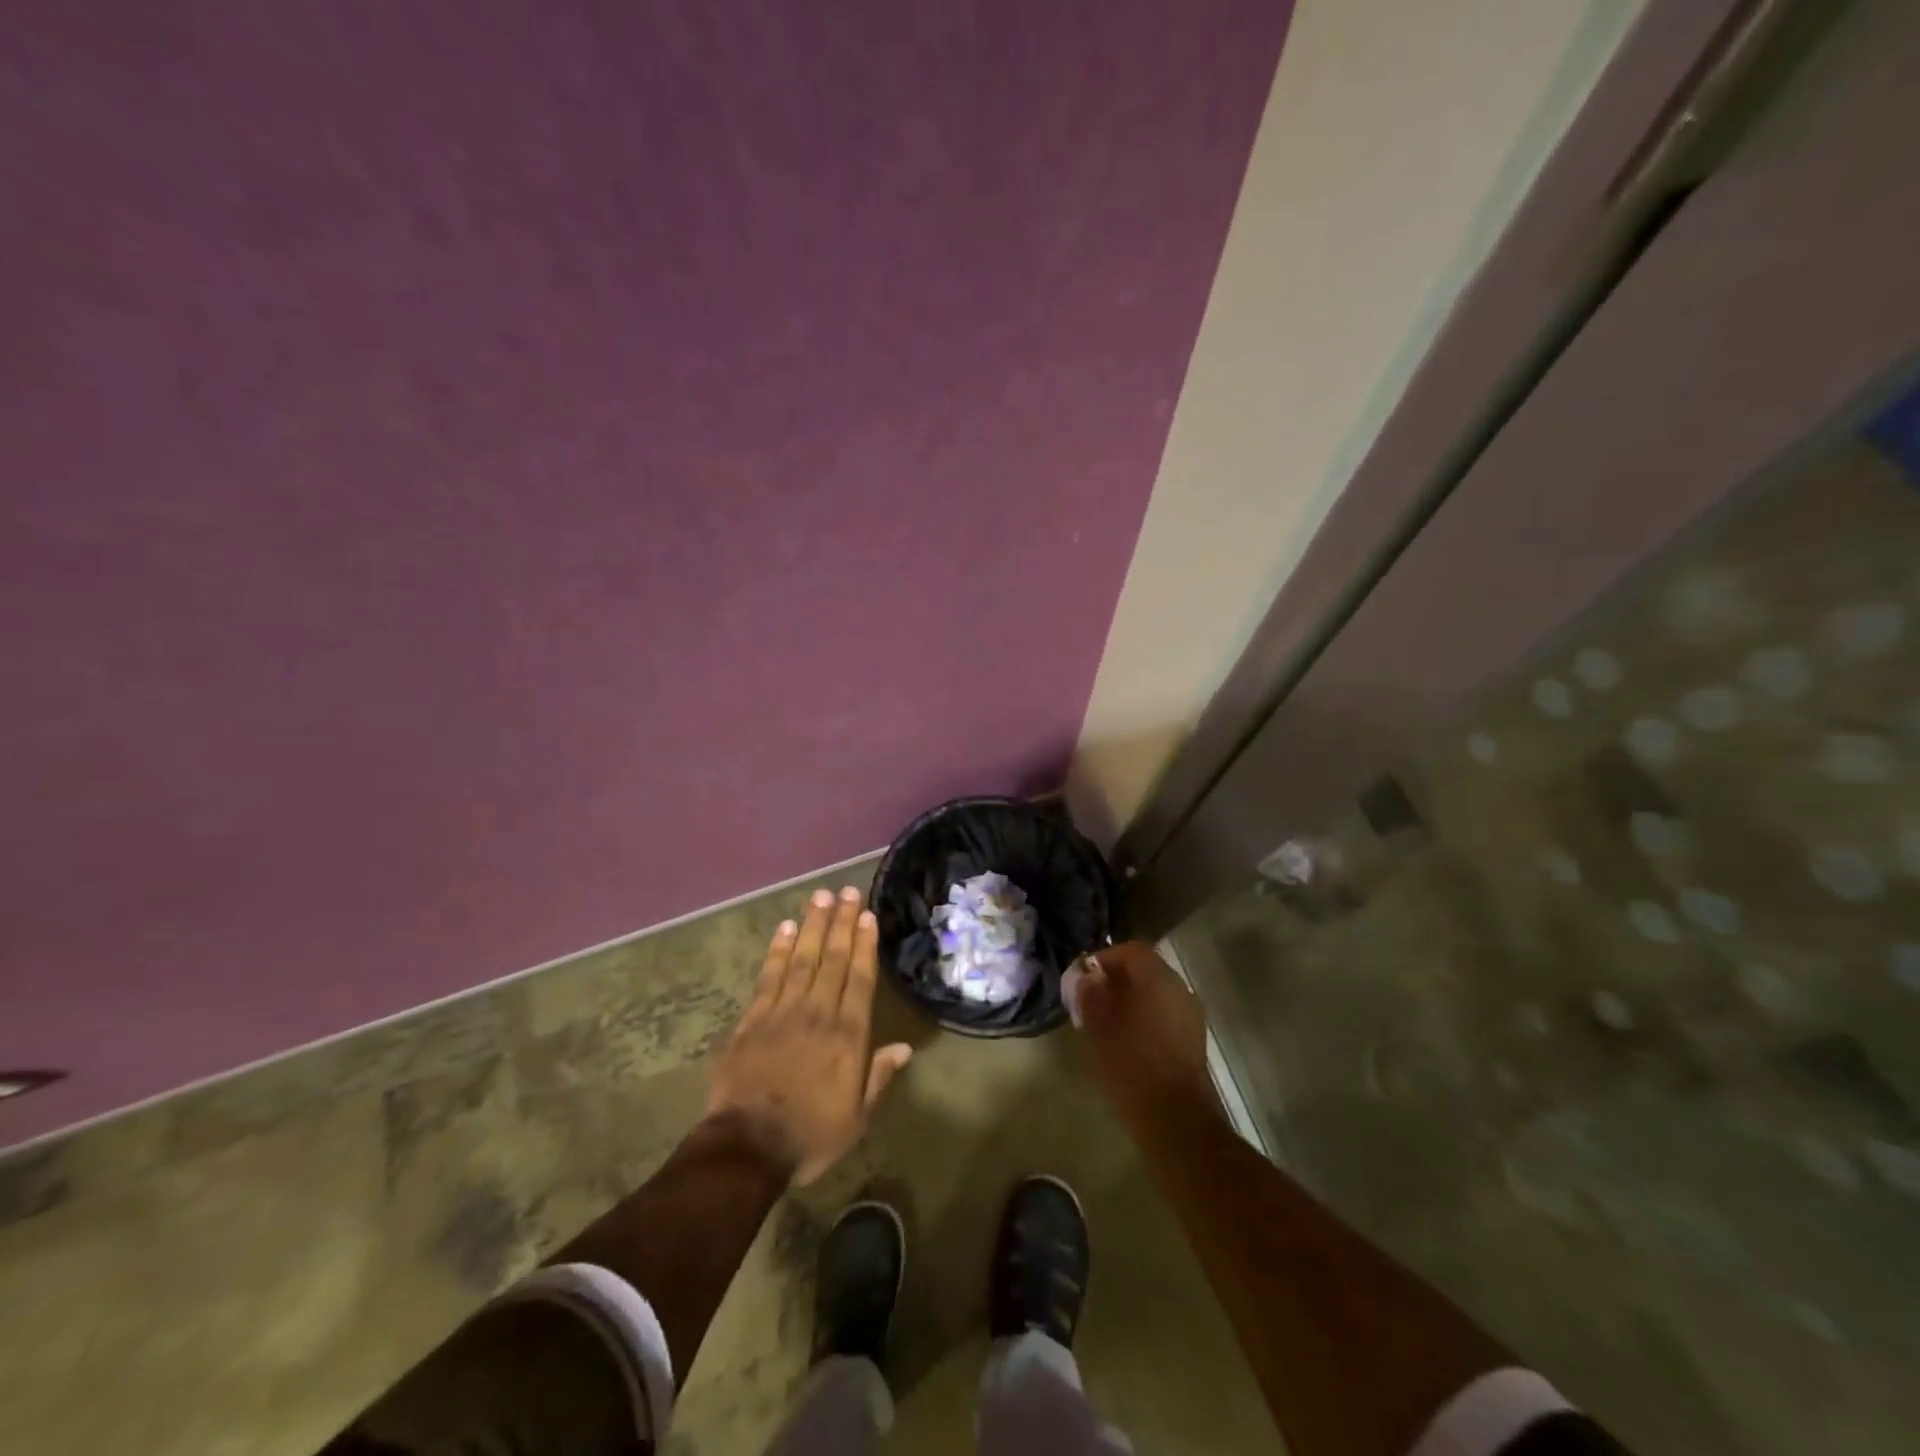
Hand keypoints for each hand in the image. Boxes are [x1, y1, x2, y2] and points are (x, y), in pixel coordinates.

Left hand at [707, 885, 913, 1185]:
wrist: (747, 1148)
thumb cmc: (810, 1136)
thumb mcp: (857, 1117)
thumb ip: (879, 1077)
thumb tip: (904, 1047)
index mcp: (847, 1036)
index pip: (859, 979)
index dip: (864, 945)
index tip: (867, 915)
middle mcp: (818, 1014)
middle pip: (832, 959)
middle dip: (841, 923)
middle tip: (847, 892)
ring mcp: (782, 1013)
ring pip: (802, 959)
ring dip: (812, 926)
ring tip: (820, 897)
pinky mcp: (752, 1020)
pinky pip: (768, 977)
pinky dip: (778, 951)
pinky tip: (785, 929)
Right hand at [1063, 942, 1217, 1128]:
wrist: (1174, 1117)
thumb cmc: (1130, 1063)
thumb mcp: (1097, 1025)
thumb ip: (1089, 993)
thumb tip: (1086, 977)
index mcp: (1157, 977)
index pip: (1131, 950)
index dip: (1105, 959)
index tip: (1084, 979)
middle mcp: (1179, 988)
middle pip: (1146, 970)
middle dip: (1118, 981)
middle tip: (1092, 1001)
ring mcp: (1191, 1014)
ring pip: (1156, 994)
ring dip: (1132, 1001)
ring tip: (1107, 1024)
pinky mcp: (1194, 1040)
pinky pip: (1166, 1015)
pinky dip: (1146, 1019)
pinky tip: (1129, 1043)